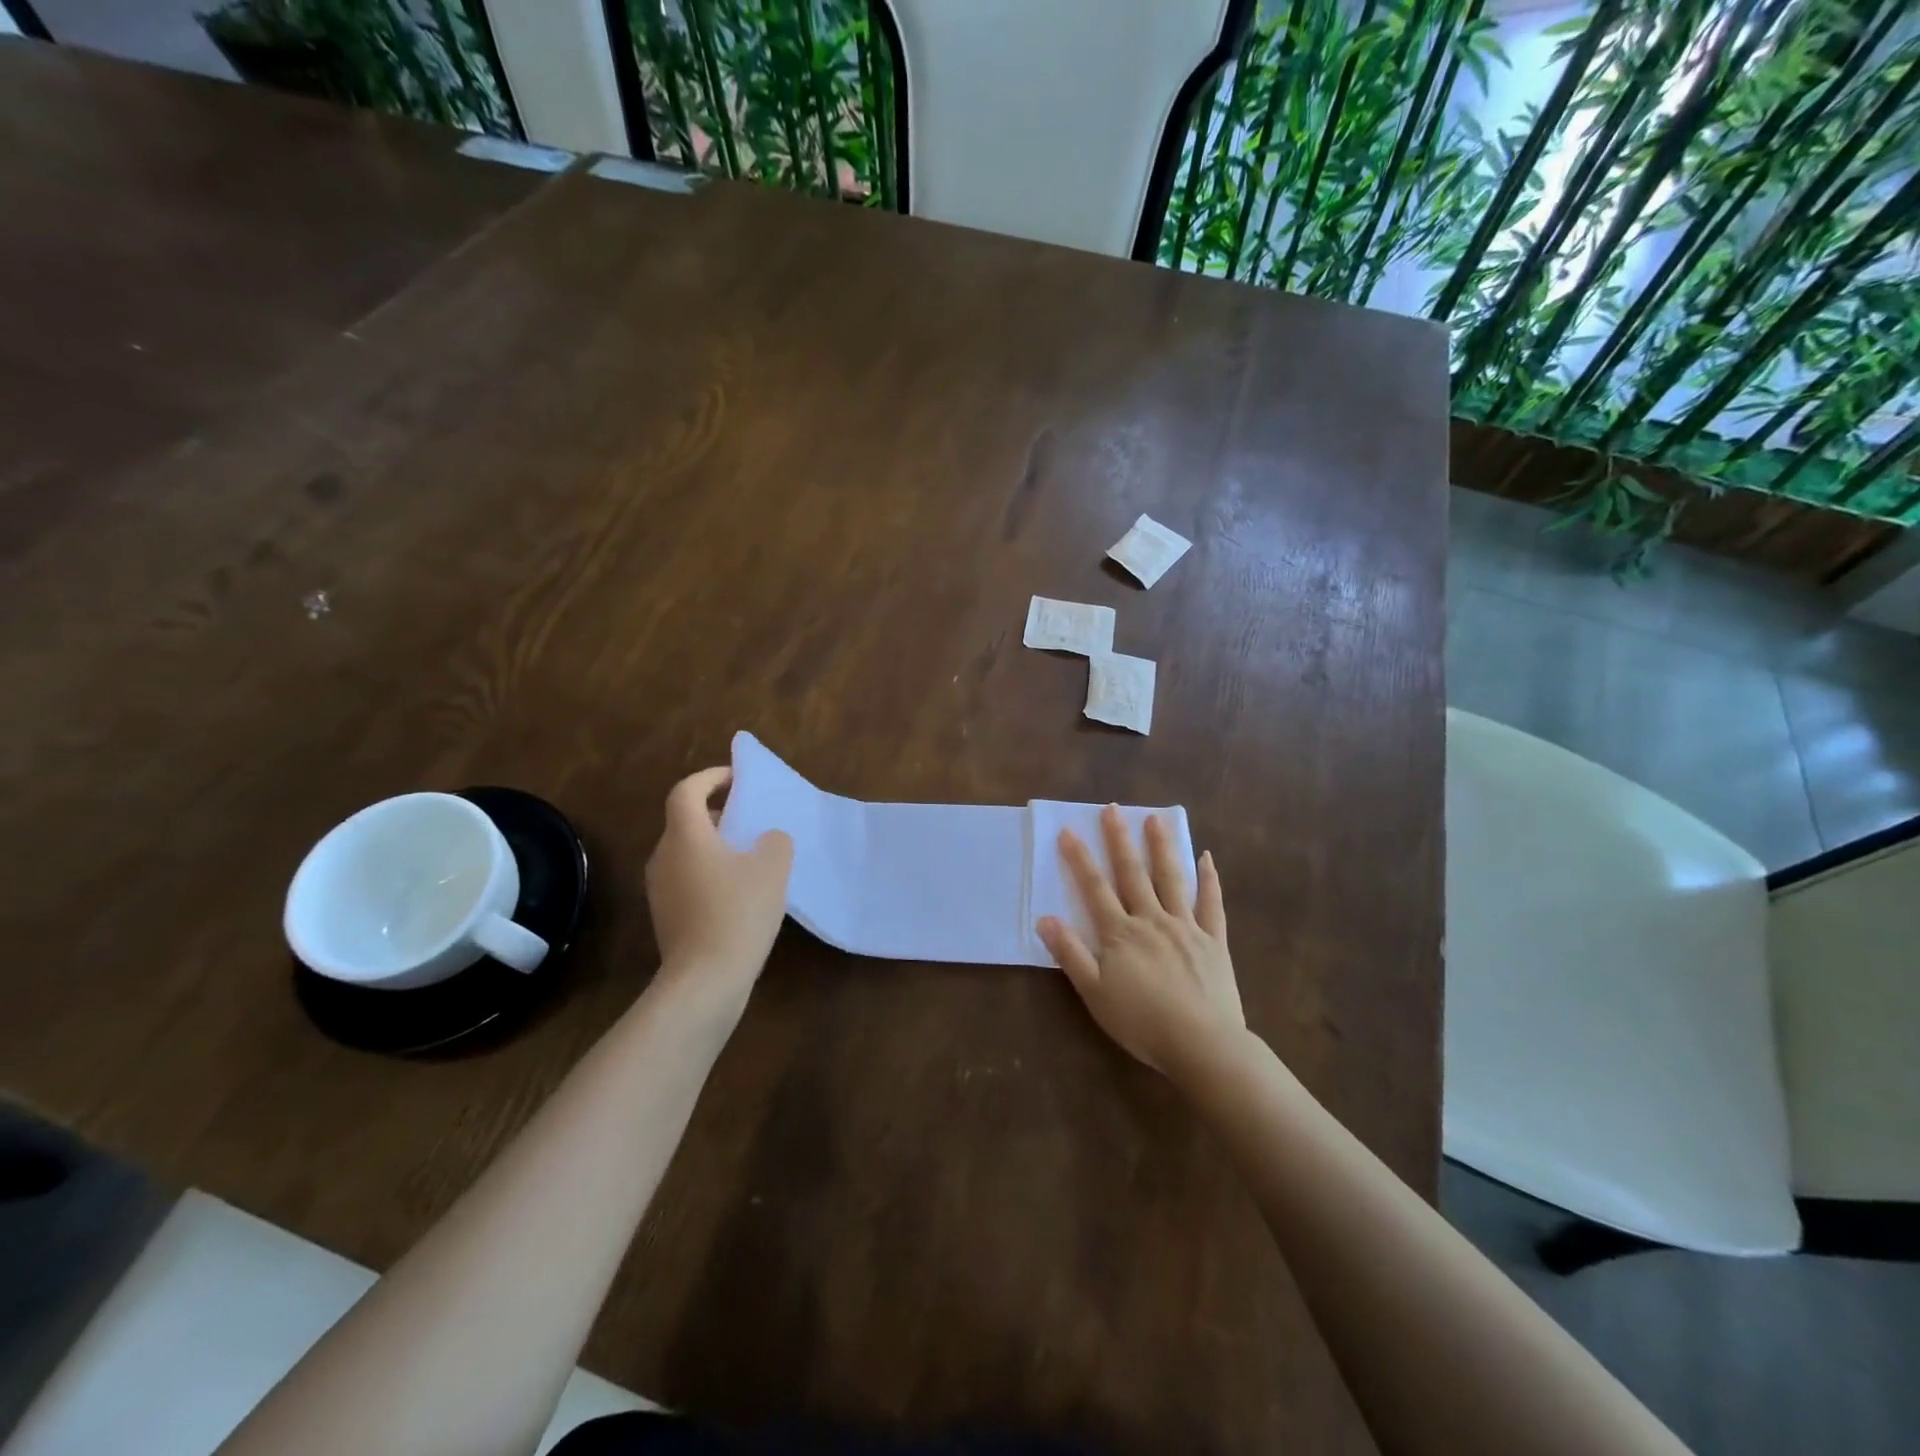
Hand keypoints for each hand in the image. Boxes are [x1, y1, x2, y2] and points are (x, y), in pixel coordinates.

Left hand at [645, 767, 792, 1002]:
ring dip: (715, 845)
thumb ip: (775, 841)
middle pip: (686, 821)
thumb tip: (767, 840)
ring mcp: (660, 889)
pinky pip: (687, 879)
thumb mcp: (773, 869)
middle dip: (717, 813)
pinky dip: (710, 873)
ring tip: (750, 856)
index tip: (738, 778)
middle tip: (750, 818)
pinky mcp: (665, 916)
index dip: (711, 777)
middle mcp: (664, 857)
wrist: (705, 981)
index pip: (687, 791)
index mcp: (686, 836)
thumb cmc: (738, 913)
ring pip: (687, 852)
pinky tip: (739, 893)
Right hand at [1037, 806, 1241, 1083]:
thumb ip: (1070, 954)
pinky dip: (1209, 878)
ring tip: (1155, 818)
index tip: (1069, 831)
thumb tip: (1045, 918)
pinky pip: (1211, 903)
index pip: (1095, 888)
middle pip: (1132, 873)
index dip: (1080, 859)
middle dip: (1119, 840)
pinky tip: (1206, 857)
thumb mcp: (1094, 993)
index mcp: (1121, 933)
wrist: (1202, 1044)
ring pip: (1172, 878)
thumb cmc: (1142, 1022)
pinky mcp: (1213, 940)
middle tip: (1112, 808)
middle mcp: (1152, 919)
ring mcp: (1186, 926)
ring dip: (1161, 847)